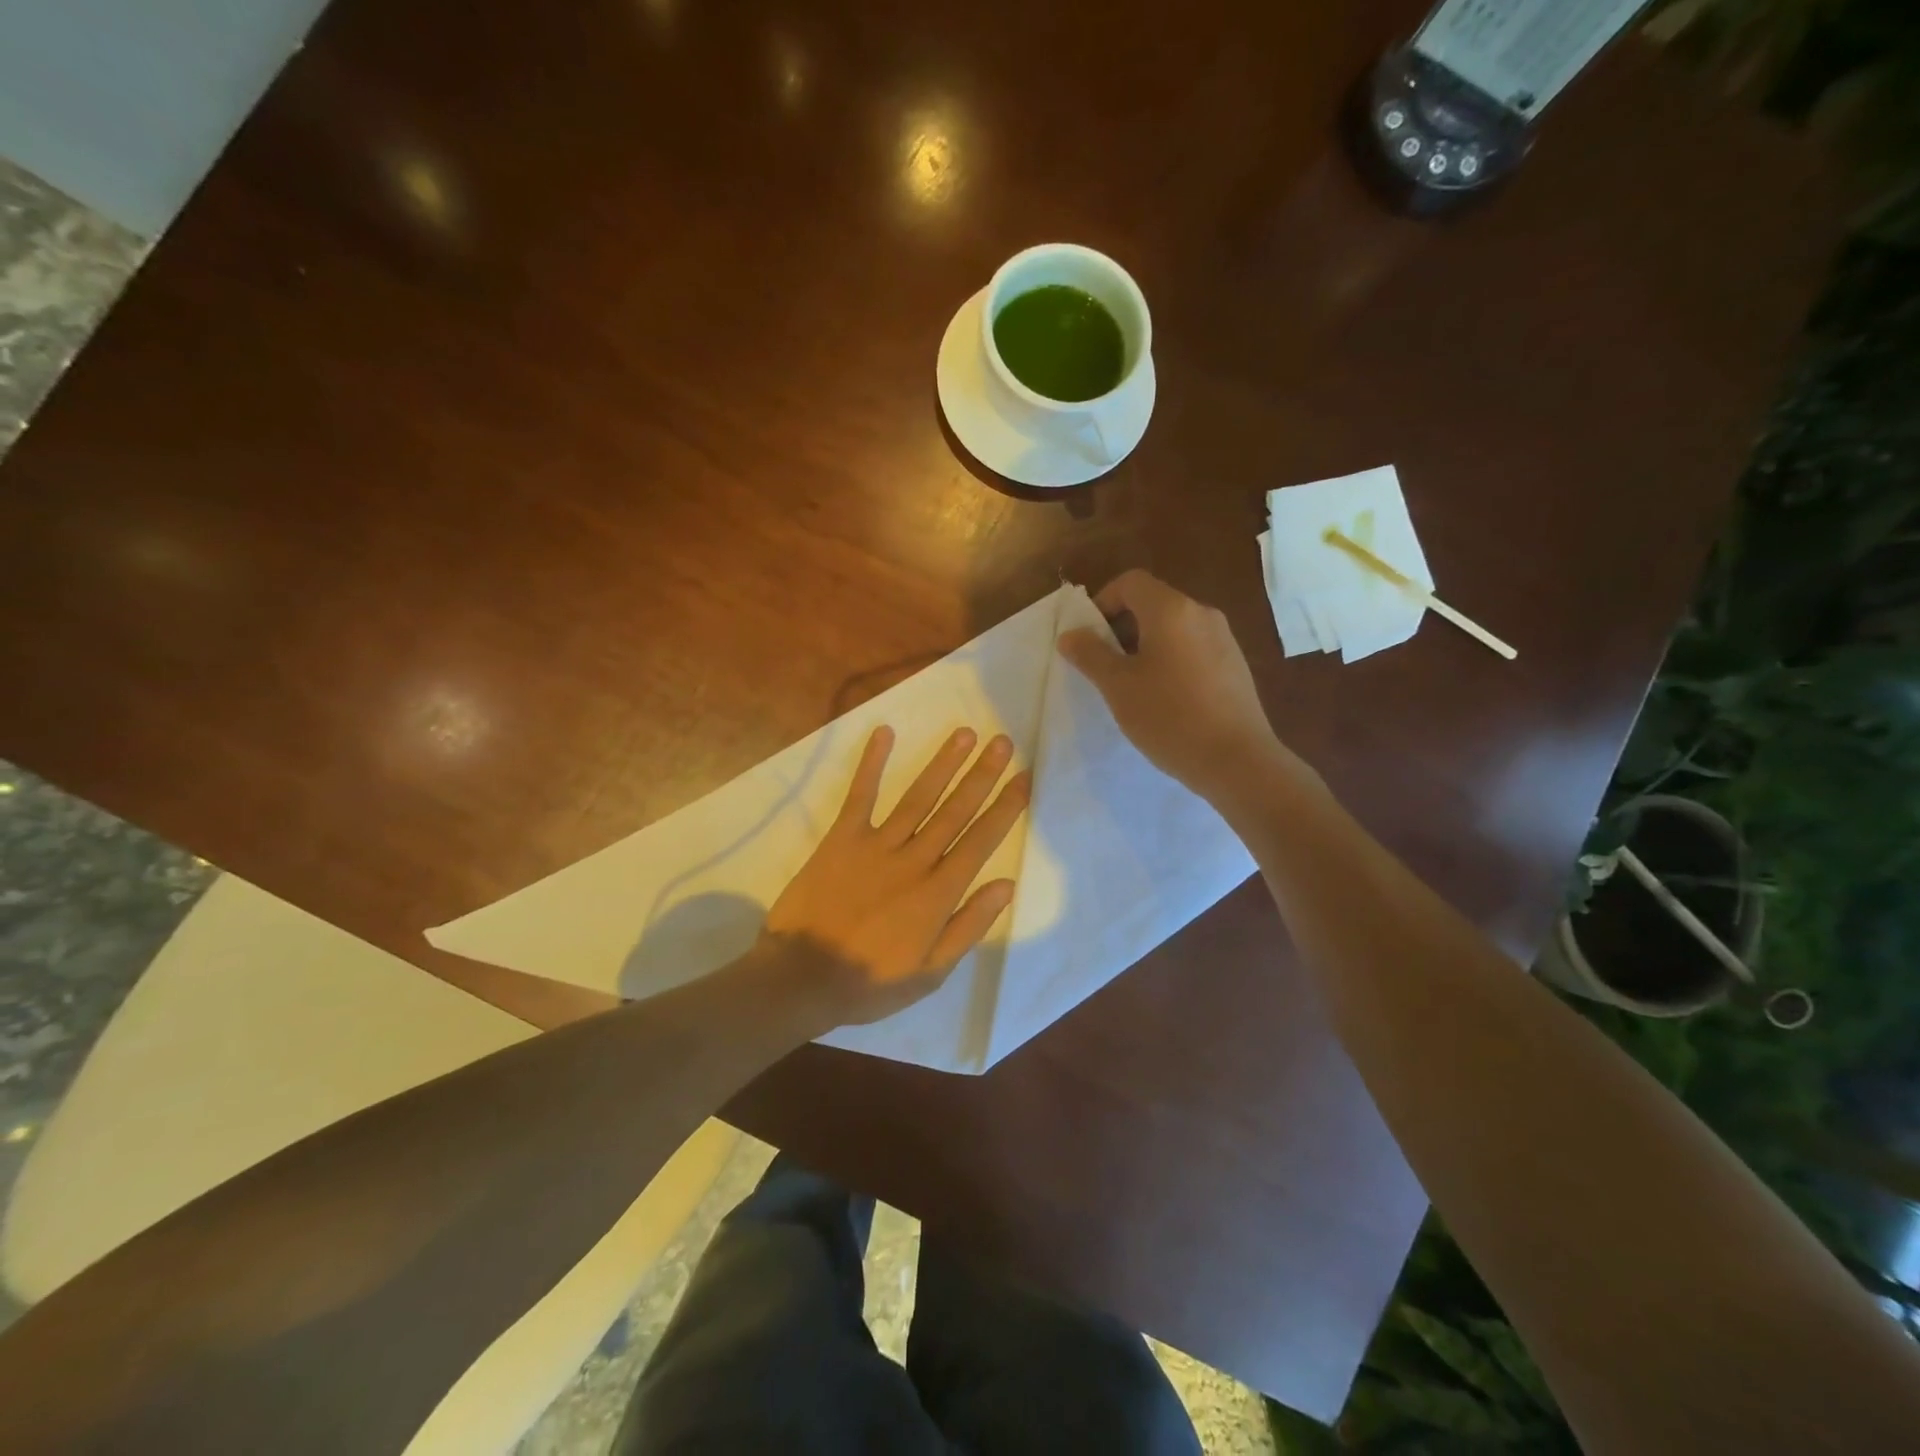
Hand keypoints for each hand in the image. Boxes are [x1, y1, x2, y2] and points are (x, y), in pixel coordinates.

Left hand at [763, 725, 1030, 1025]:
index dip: (1005, 808)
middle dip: (982, 774)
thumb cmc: (871, 980)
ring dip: (943, 763)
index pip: (980, 841)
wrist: (802, 977)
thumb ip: (969, 926)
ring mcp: (876, 845)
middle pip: (955, 810)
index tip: (1024, 778)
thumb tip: (1006, 885)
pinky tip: (885, 733)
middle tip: (1002, 741)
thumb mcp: (931, 972)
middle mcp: (914, 860)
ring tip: (965, 733)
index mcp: (938, 893)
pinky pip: (860, 795)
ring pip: (918, 797)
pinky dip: (872, 763)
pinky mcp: (841, 839)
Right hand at [1058, 569, 1310, 804]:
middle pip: (1152, 603)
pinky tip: (1165, 700)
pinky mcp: (1235, 665)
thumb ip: (1090, 654)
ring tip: (1132, 687)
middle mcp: (1202, 613)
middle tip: (1104, 667)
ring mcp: (1224, 639)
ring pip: (1173, 628)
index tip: (1089, 638)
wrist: (1236, 761)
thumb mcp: (1118, 687)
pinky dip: (1170, 661)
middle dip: (1121, 628)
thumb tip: (1070, 634)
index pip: (1130, 582)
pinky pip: (1193, 649)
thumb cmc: (1169, 717)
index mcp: (1172, 610)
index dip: (1102, 602)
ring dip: (1145, 647)